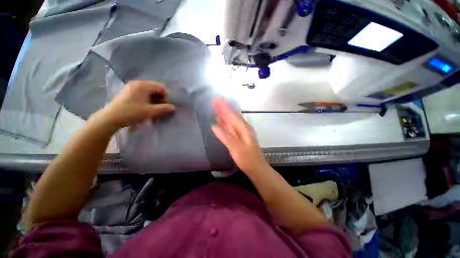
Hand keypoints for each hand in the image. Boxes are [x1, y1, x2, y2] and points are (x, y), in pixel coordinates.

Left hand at [92, 81, 174, 130]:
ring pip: (149, 90)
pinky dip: (147, 98)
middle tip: (160, 106)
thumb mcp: (150, 112)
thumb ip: (163, 109)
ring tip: (154, 107)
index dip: (166, 95)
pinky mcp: (128, 91)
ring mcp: (131, 87)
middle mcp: (137, 83)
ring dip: (154, 98)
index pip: (160, 86)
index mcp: (143, 85)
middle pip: (155, 87)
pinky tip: (146, 105)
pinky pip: (142, 92)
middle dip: (160, 96)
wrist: (111, 118)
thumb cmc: (131, 113)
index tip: (165, 105)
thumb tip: (173, 107)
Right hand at [211, 97, 268, 173]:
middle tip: (216, 101)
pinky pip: (230, 128)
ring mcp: (240, 132)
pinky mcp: (238, 137)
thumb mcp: (236, 148)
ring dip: (224, 114)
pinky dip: (225, 124)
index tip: (217, 99)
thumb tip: (214, 125)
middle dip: (224, 108)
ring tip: (216, 108)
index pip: (232, 115)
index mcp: (243, 128)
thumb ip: (226, 136)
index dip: (224, 107)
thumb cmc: (247, 159)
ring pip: (231, 121)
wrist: (256, 167)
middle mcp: (242, 128)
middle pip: (231, 116)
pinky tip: (220, 122)